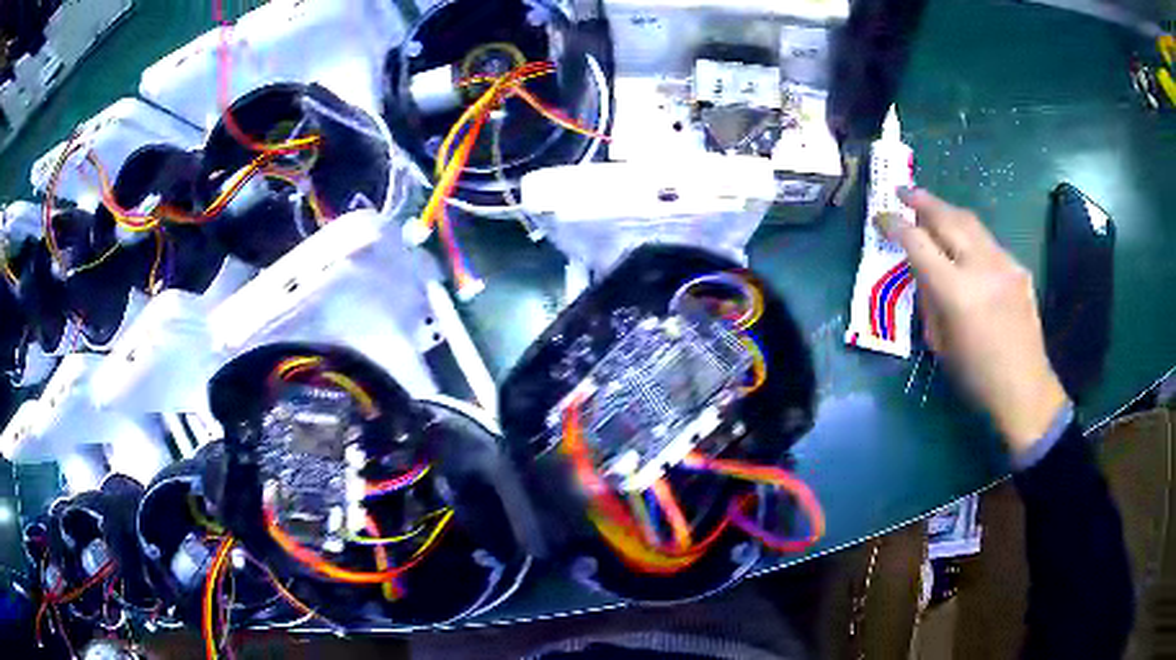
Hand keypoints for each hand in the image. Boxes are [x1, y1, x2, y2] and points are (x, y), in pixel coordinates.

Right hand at [877, 188, 1068, 455]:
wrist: (1025, 388)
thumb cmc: (976, 376)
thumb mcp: (941, 343)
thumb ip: (929, 300)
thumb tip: (922, 271)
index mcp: (956, 292)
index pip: (917, 243)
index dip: (895, 224)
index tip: (880, 216)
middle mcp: (980, 267)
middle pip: (946, 217)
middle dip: (921, 200)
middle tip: (902, 191)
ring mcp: (1003, 263)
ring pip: (970, 222)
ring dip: (946, 211)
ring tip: (931, 209)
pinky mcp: (1018, 268)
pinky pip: (989, 242)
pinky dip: (971, 237)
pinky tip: (966, 248)